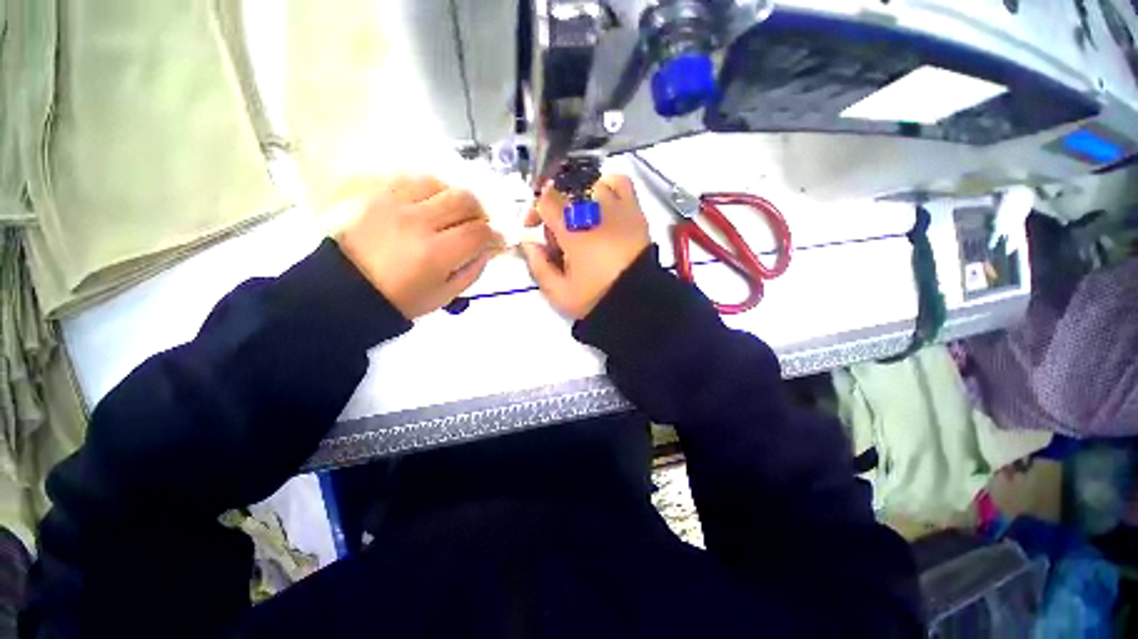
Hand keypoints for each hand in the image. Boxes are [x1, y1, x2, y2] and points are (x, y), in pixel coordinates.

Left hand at [334, 175, 502, 317]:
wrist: (348, 288)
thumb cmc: (402, 299)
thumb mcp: (446, 295)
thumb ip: (473, 270)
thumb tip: (490, 248)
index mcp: (436, 254)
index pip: (480, 232)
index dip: (496, 235)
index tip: (498, 241)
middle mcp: (418, 223)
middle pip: (465, 200)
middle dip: (481, 213)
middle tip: (478, 226)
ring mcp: (396, 205)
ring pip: (442, 184)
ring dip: (456, 199)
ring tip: (454, 215)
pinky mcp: (380, 196)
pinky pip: (414, 180)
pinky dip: (432, 190)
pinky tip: (432, 205)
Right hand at [521, 174, 650, 318]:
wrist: (638, 302)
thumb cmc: (597, 298)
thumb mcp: (560, 293)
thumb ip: (538, 267)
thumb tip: (529, 243)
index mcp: (573, 233)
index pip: (546, 201)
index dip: (534, 211)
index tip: (534, 228)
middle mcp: (594, 213)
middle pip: (565, 193)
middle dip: (555, 211)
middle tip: (559, 237)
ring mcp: (617, 209)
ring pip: (590, 186)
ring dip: (579, 200)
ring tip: (581, 221)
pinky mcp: (634, 212)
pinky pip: (620, 183)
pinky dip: (609, 186)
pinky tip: (604, 203)